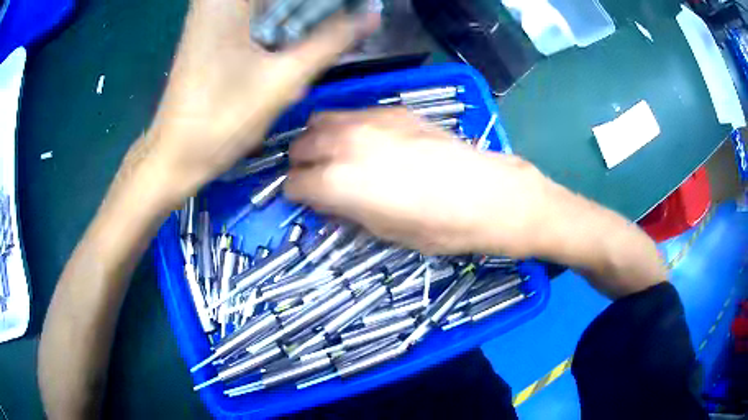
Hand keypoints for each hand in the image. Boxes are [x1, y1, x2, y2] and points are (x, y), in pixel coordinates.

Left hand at [133, 0, 378, 204]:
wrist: (176, 154)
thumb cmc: (222, 119)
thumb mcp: (284, 78)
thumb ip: (332, 40)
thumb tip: (371, 14)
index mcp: (227, 1)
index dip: (321, 5)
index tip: (348, 11)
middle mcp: (214, 0)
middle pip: (279, 0)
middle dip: (311, 10)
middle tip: (339, 22)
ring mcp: (209, 13)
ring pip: (269, 5)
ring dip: (297, 16)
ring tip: (322, 34)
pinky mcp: (210, 30)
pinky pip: (255, 14)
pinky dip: (279, 22)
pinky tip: (293, 42)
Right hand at [286, 109, 551, 256]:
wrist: (484, 194)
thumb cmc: (436, 227)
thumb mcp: (382, 231)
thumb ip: (346, 210)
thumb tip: (328, 200)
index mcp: (336, 182)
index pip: (294, 183)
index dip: (297, 194)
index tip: (305, 199)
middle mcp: (343, 144)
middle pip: (300, 146)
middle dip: (303, 163)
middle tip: (317, 176)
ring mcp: (367, 120)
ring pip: (320, 120)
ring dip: (319, 139)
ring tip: (335, 153)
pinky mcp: (392, 110)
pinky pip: (352, 113)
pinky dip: (346, 126)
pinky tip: (366, 140)